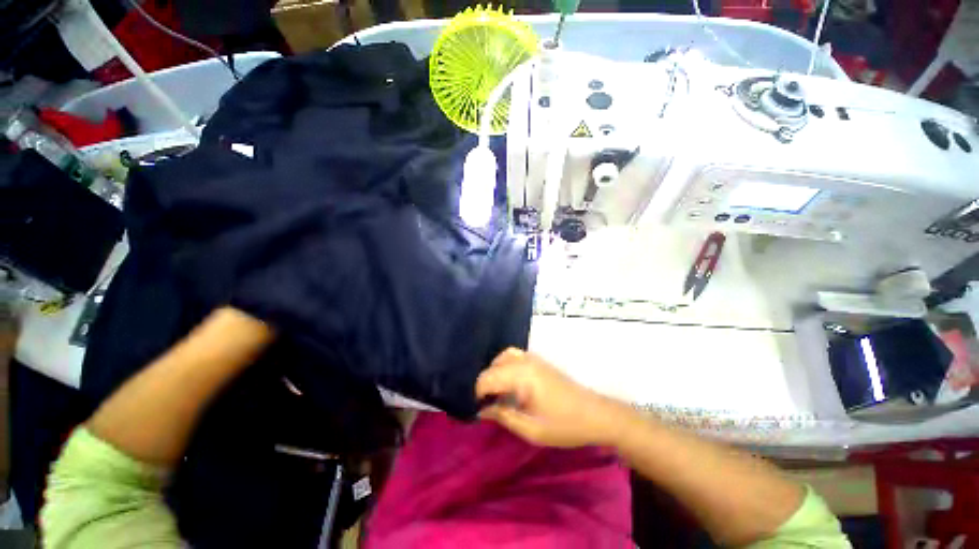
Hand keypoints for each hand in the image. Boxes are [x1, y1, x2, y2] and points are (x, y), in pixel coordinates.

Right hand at [475, 348, 627, 447]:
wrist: (595, 414)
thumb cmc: (564, 425)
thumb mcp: (531, 429)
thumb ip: (503, 416)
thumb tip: (481, 411)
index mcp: (521, 375)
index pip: (487, 378)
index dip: (476, 394)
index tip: (475, 411)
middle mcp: (524, 361)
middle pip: (493, 366)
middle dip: (484, 384)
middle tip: (484, 405)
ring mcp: (533, 358)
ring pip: (503, 357)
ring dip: (494, 372)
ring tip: (495, 393)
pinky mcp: (539, 361)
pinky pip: (514, 356)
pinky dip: (505, 366)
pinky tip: (508, 384)